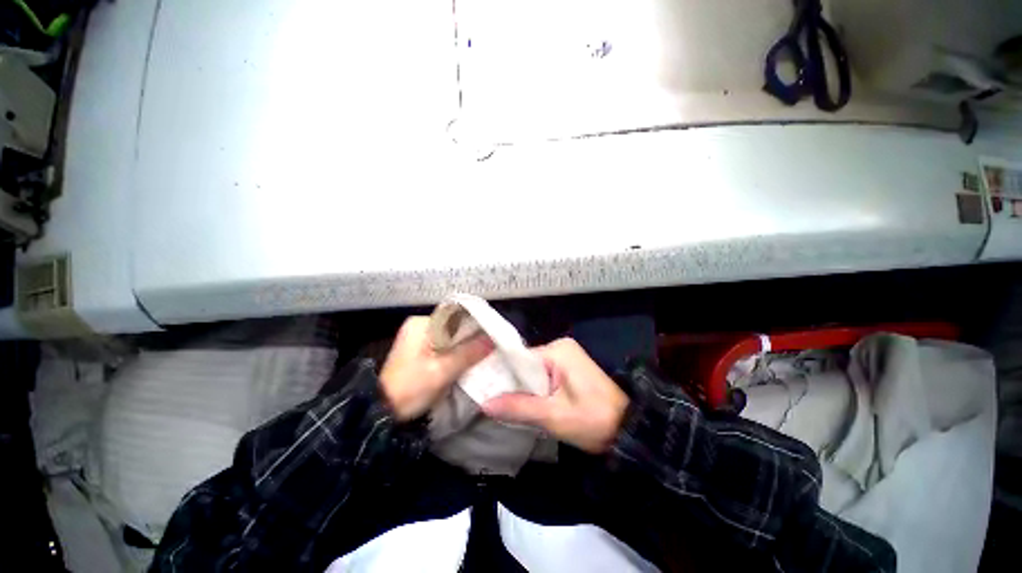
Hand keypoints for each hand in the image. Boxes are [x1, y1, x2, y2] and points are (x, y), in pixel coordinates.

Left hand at [380, 316, 492, 419]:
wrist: (383, 412)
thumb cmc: (411, 389)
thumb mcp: (442, 371)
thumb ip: (468, 353)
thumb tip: (492, 339)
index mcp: (422, 324)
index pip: (456, 316)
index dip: (475, 325)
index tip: (492, 334)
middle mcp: (420, 325)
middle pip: (454, 326)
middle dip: (471, 336)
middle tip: (491, 345)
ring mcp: (419, 337)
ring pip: (451, 337)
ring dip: (465, 345)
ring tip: (484, 352)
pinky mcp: (420, 349)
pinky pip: (445, 345)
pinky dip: (457, 351)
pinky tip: (468, 359)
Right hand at [482, 338, 628, 453]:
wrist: (628, 429)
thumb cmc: (593, 420)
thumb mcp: (553, 416)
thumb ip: (518, 407)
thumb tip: (484, 404)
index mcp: (557, 350)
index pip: (518, 358)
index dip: (502, 377)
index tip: (484, 393)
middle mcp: (559, 347)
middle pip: (524, 365)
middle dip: (513, 385)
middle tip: (494, 406)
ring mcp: (564, 357)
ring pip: (532, 372)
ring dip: (523, 390)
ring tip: (506, 408)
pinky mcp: (568, 368)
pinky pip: (542, 376)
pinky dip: (534, 390)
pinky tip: (526, 404)